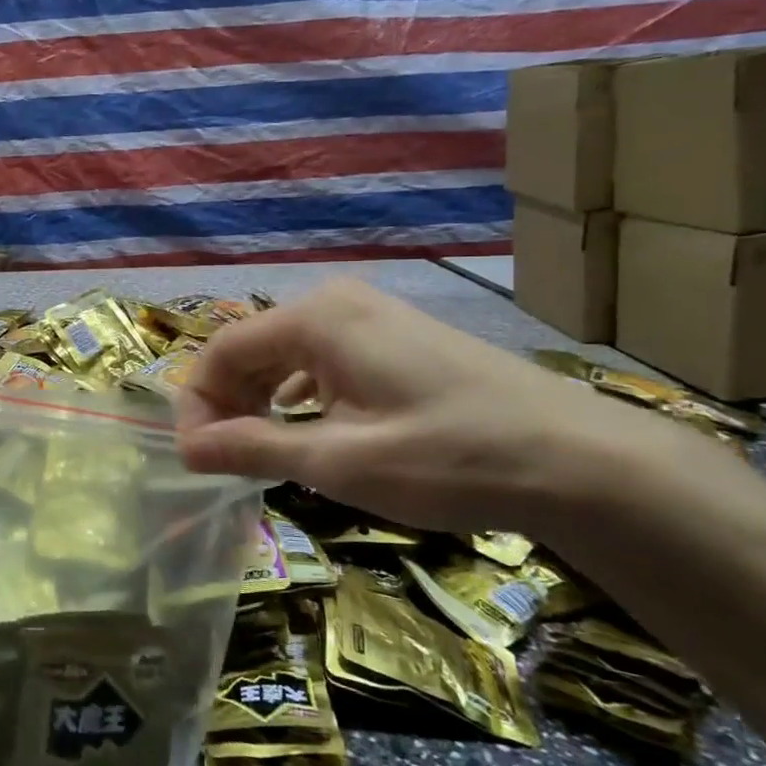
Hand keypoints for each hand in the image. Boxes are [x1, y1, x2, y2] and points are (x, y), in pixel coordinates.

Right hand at [175, 278, 660, 535]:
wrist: (580, 460)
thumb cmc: (448, 457)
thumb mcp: (338, 461)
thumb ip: (252, 448)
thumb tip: (185, 449)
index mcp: (315, 318)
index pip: (221, 351)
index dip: (197, 405)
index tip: (195, 459)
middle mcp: (336, 302)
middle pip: (251, 348)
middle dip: (228, 403)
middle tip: (225, 463)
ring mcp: (372, 316)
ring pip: (286, 355)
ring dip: (261, 401)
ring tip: (261, 453)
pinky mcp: (397, 338)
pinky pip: (323, 359)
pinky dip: (300, 395)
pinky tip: (309, 430)